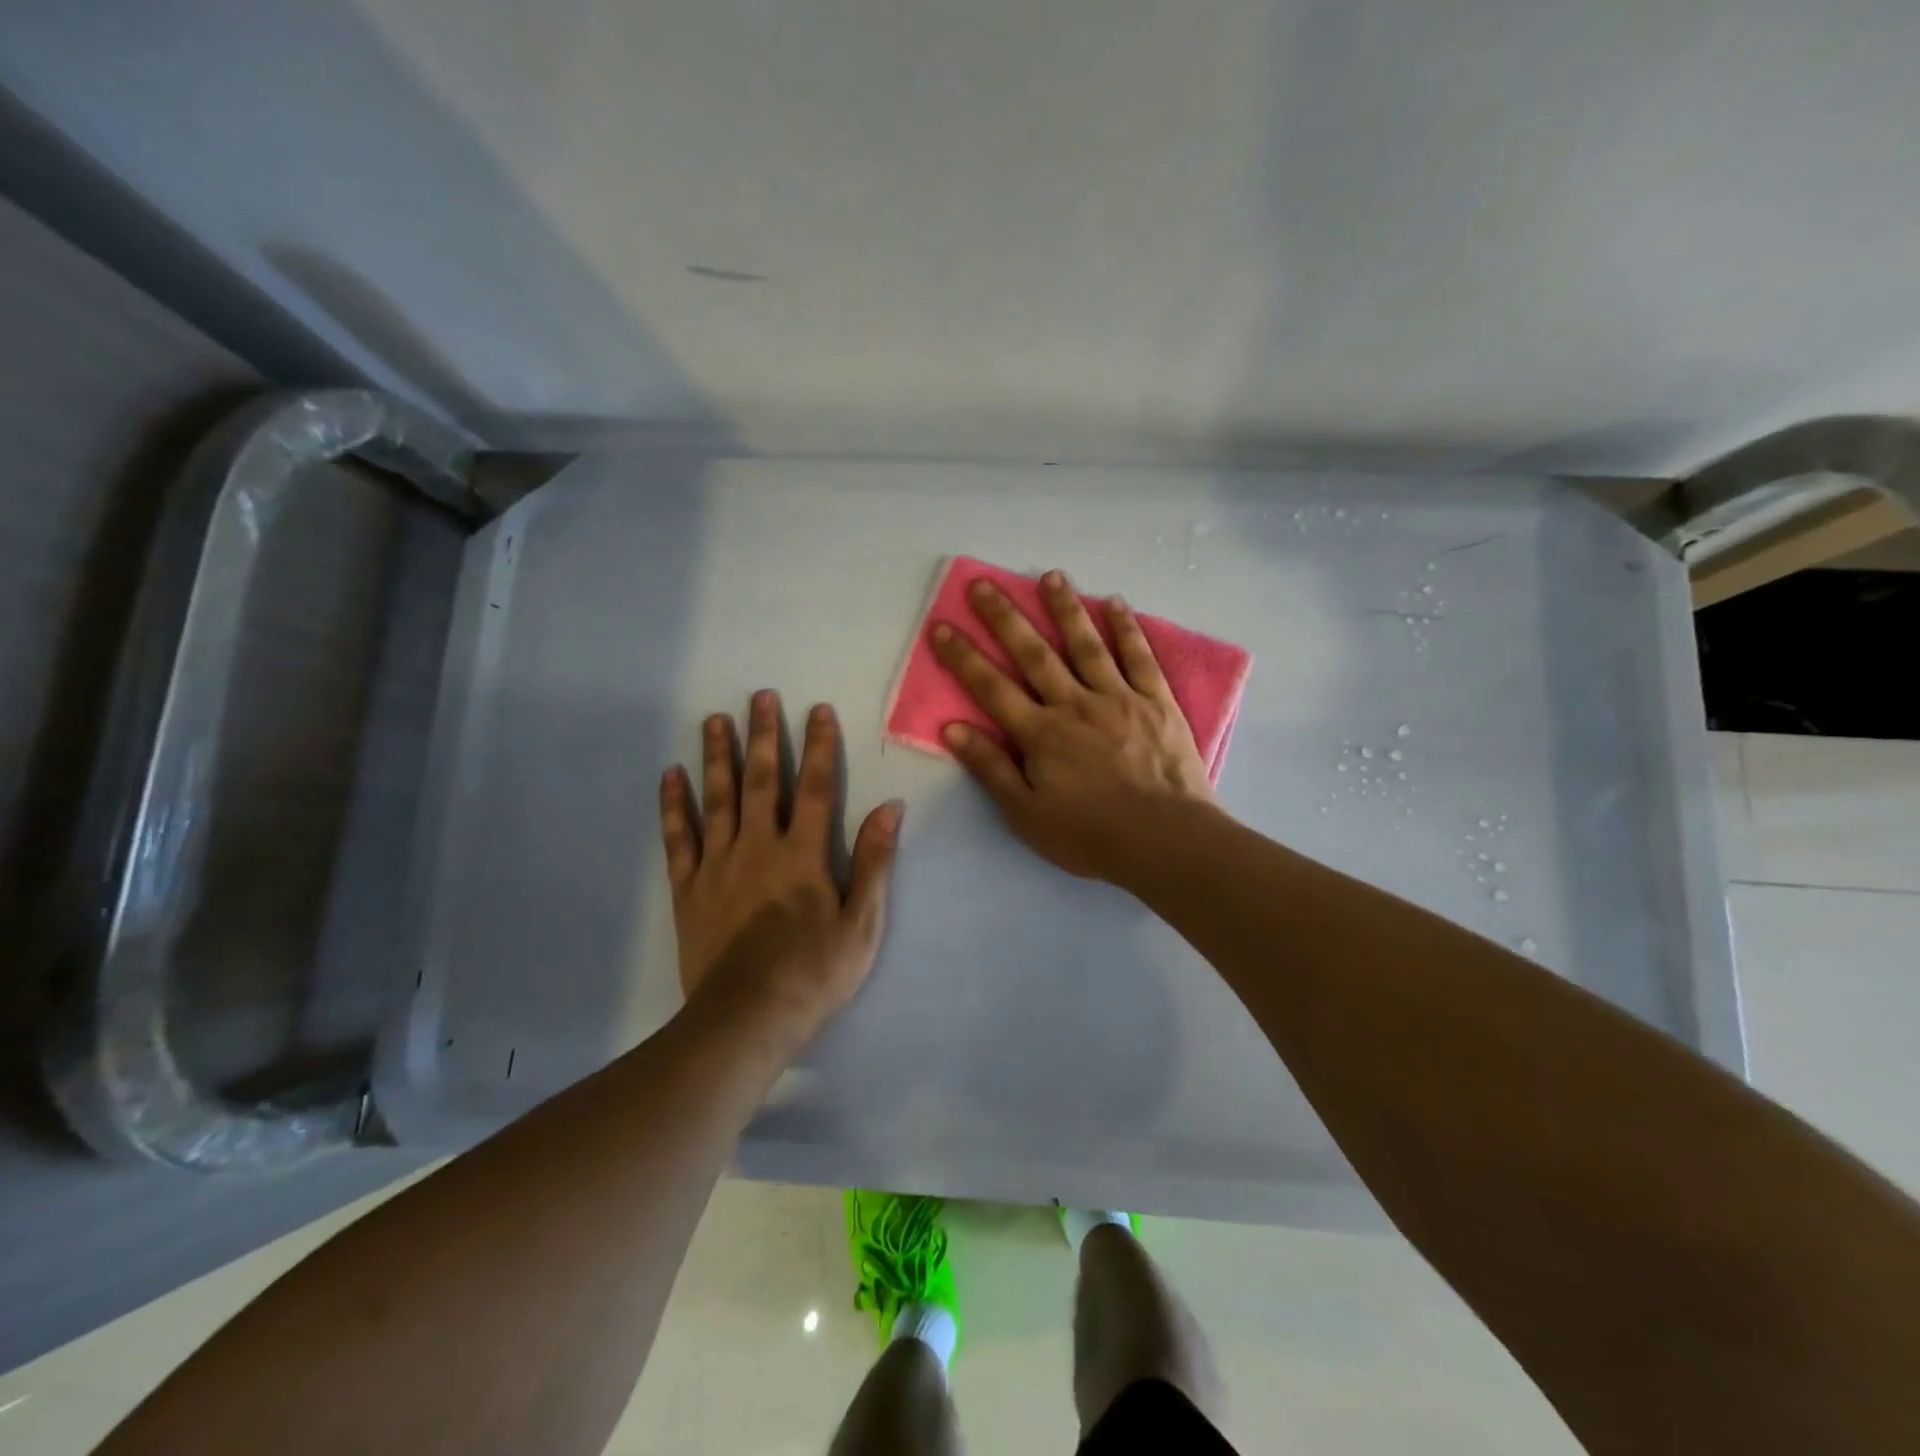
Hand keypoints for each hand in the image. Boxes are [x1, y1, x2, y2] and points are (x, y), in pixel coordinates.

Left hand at [658, 691, 900, 1047]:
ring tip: (714, 720)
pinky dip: (674, 805)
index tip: (816, 710)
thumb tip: (891, 808)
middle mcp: (759, 846)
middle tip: (758, 696)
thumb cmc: (814, 972)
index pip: (816, 787)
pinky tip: (671, 776)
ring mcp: (718, 865)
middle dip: (763, 736)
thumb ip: (874, 861)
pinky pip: (679, 838)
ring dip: (717, 756)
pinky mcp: (688, 888)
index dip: (819, 746)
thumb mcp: (862, 922)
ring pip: (717, 799)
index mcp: (804, 854)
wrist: (747, 1018)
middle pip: (762, 780)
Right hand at [931, 570, 1215, 882]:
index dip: (964, 657)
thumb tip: (952, 729)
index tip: (942, 627)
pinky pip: (1139, 657)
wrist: (1167, 841)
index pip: (992, 687)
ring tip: (1050, 575)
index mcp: (1041, 734)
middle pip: (1034, 653)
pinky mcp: (1157, 702)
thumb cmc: (1091, 835)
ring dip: (1065, 608)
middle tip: (983, 584)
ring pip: (1086, 644)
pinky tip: (1115, 603)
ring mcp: (1119, 698)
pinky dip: (1126, 629)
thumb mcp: (1027, 815)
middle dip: (1005, 618)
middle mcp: (1075, 704)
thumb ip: (991, 769)